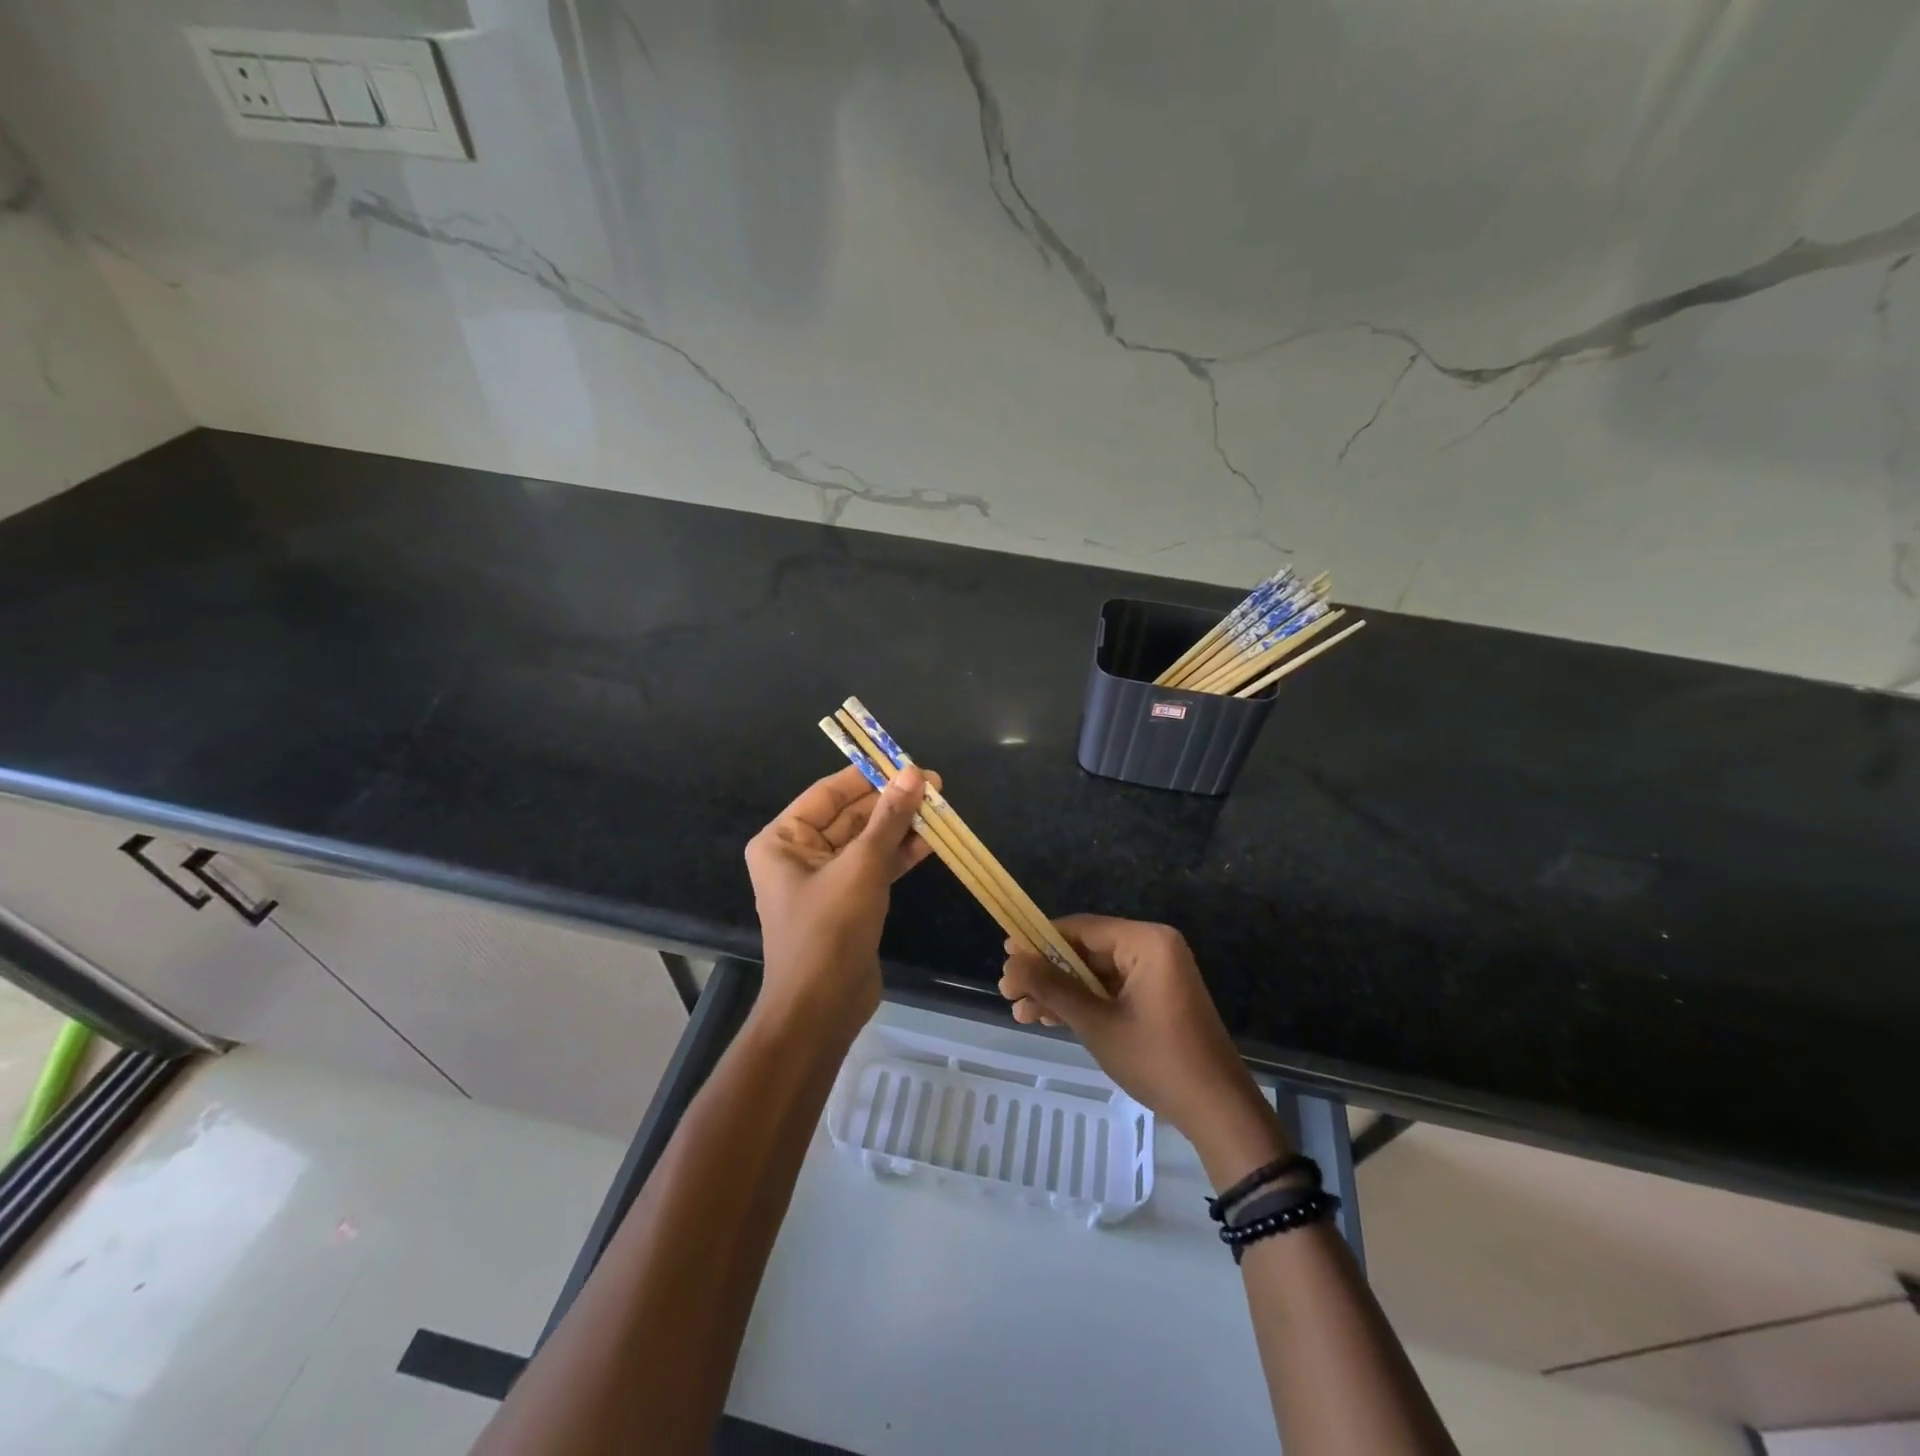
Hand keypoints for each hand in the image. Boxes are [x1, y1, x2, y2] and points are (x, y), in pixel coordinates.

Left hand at [745, 765, 933, 1033]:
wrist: (822, 1009)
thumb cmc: (829, 929)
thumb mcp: (862, 866)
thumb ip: (889, 818)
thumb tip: (914, 773)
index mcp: (783, 840)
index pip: (828, 793)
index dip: (868, 775)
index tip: (905, 762)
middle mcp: (799, 855)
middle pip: (850, 816)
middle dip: (891, 802)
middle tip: (934, 786)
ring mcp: (826, 881)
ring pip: (867, 842)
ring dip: (900, 827)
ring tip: (940, 808)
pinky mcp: (849, 903)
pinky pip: (875, 868)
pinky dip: (900, 854)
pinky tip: (932, 841)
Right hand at [999, 915, 1289, 1182]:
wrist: (1218, 1112)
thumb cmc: (1158, 1060)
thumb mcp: (1097, 1023)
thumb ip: (1052, 987)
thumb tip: (1010, 960)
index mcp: (1146, 941)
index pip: (1080, 928)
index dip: (1039, 941)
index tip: (1005, 956)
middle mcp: (1153, 947)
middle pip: (1085, 950)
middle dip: (1046, 973)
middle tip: (1009, 992)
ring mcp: (1157, 973)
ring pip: (1094, 973)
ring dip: (1059, 992)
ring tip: (1021, 1012)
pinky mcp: (1156, 996)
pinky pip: (1110, 989)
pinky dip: (1082, 1003)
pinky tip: (1049, 1018)